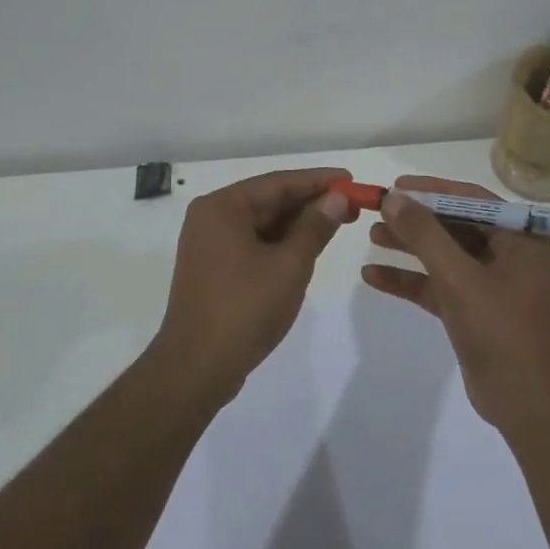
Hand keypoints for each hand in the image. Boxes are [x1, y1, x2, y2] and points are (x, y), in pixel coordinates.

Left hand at [157, 167, 354, 403]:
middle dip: (311, 202)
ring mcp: (210, 245)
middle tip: (352, 205)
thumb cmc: (244, 309)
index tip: (351, 179)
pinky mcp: (214, 269)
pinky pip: (253, 243)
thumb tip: (336, 198)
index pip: (278, 183)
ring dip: (298, 223)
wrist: (197, 368)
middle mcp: (211, 218)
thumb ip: (315, 227)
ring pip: (263, 224)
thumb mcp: (289, 264)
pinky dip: (281, 243)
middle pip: (269, 200)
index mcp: (222, 207)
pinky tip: (308, 246)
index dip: (318, 180)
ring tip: (338, 223)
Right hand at [360, 175, 549, 434]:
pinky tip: (373, 276)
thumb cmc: (500, 329)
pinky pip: (438, 285)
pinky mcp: (473, 310)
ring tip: (371, 236)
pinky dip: (409, 280)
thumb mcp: (459, 277)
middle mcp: (508, 254)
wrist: (524, 402)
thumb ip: (425, 235)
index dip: (433, 190)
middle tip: (378, 211)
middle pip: (455, 225)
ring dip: (409, 247)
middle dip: (416, 220)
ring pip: (444, 255)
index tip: (397, 186)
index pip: (472, 199)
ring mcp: (490, 283)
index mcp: (521, 238)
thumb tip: (393, 198)